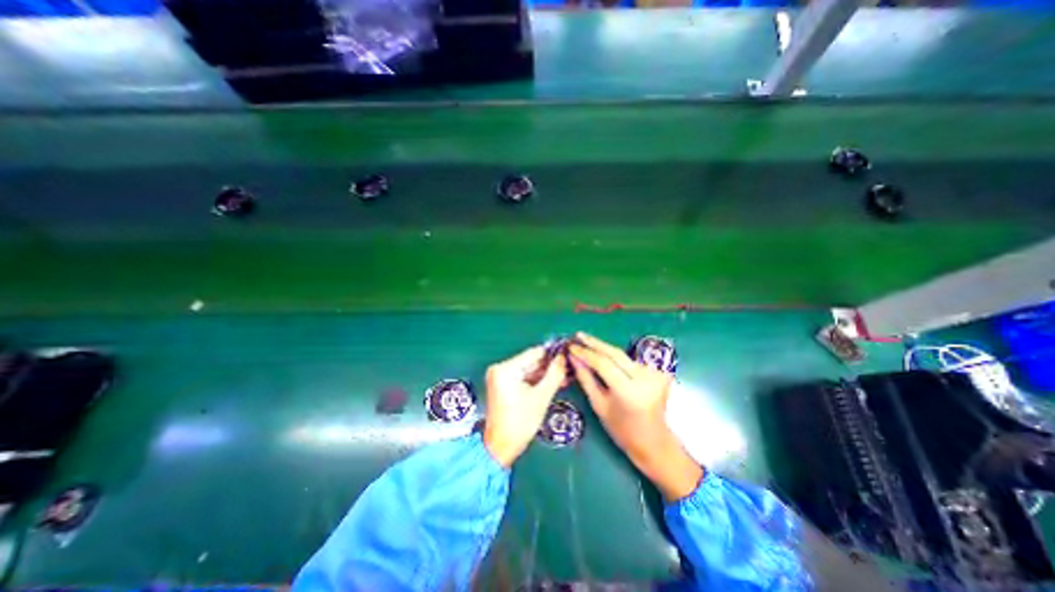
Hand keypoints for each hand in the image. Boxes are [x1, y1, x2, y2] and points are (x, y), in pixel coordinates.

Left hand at [483, 347, 567, 466]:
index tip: (568, 354)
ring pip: (529, 370)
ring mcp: (501, 377)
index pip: (534, 353)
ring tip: (565, 376)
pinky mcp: (504, 385)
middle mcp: (500, 368)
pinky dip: (537, 381)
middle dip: (550, 366)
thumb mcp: (541, 397)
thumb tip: (563, 357)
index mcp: (505, 369)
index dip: (552, 354)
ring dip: (546, 374)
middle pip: (531, 361)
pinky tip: (553, 382)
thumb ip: (554, 374)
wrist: (501, 447)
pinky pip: (524, 378)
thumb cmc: (520, 422)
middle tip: (569, 367)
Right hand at [569, 332, 698, 498]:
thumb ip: (586, 379)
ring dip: (604, 349)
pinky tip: (603, 354)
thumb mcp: (599, 405)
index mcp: (628, 392)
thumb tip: (574, 358)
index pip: (603, 363)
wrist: (654, 441)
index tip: (571, 346)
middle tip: (578, 335)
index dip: (586, 353)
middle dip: (594, 343)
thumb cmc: (622, 430)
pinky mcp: (658, 372)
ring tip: (586, 343)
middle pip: (615, 353)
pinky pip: (630, 361)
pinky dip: (615, 358)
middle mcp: (644, 379)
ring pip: (622, 356)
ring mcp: (654, 374)